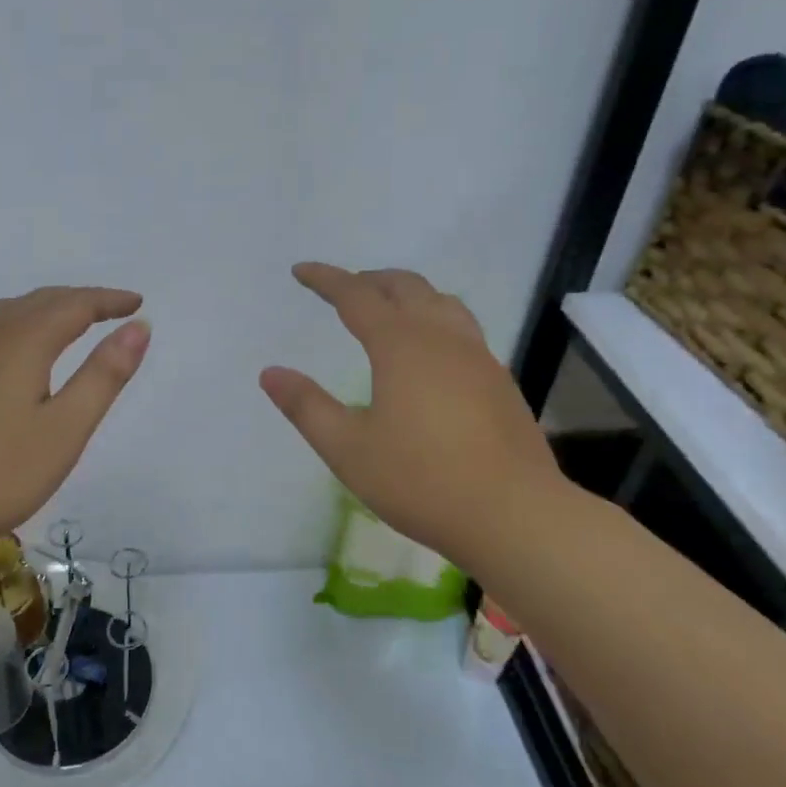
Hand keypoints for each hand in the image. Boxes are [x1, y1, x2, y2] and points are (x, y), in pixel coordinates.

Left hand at [0, 286, 150, 563]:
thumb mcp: (65, 430)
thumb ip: (103, 375)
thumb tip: (138, 328)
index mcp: (21, 341)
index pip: (74, 305)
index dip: (108, 300)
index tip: (136, 303)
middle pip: (40, 301)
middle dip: (80, 300)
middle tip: (112, 311)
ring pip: (9, 312)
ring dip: (47, 309)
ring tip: (72, 323)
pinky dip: (19, 325)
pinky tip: (18, 352)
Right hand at [260, 263, 571, 572]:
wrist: (514, 515)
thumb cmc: (421, 480)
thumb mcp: (348, 449)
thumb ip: (306, 407)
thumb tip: (270, 373)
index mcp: (401, 346)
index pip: (356, 296)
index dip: (326, 280)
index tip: (301, 271)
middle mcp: (442, 338)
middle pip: (405, 286)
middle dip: (369, 279)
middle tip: (342, 289)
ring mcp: (478, 357)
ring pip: (441, 302)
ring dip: (408, 294)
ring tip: (387, 309)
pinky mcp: (499, 380)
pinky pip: (462, 327)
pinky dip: (434, 318)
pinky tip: (429, 352)